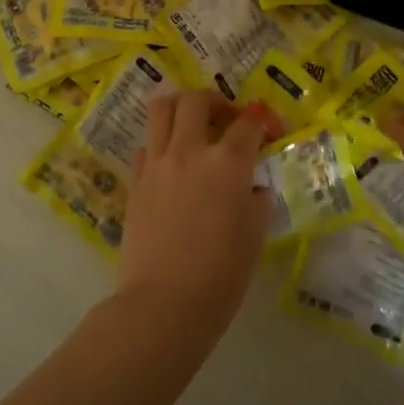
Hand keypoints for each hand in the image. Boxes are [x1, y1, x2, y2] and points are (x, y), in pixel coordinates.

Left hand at [118, 91, 272, 340]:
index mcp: (228, 163)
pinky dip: (160, 145)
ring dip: (181, 108)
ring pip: (162, 109)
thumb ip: (257, 202)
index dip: (262, 122)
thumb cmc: (221, 275)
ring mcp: (158, 164)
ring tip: (193, 125)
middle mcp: (191, 152)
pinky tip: (171, 165)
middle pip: (196, 100)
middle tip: (226, 120)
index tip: (268, 132)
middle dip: (216, 102)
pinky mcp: (135, 181)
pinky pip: (146, 145)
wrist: (164, 304)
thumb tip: (252, 189)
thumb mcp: (254, 236)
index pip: (248, 123)